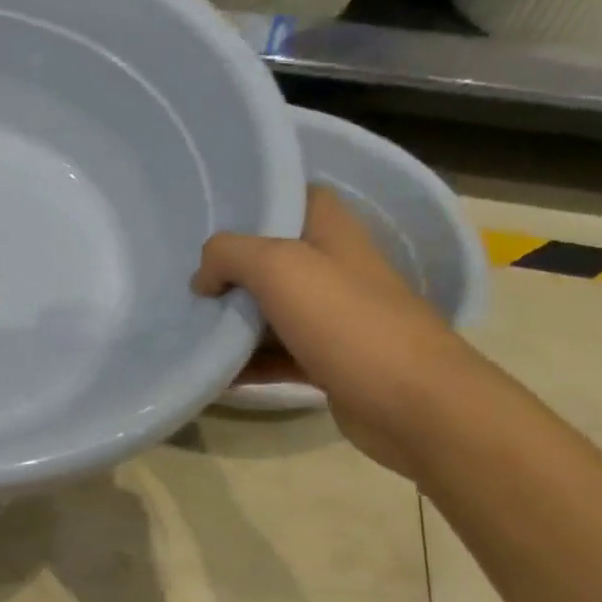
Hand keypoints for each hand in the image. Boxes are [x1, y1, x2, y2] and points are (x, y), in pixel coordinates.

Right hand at [193, 186, 480, 476]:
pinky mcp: (329, 362)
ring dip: (234, 320)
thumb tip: (203, 278)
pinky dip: (247, 364)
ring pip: (272, 310)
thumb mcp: (279, 267)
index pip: (297, 197)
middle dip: (231, 268)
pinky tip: (214, 374)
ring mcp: (335, 319)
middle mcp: (337, 270)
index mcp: (334, 234)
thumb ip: (229, 255)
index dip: (257, 202)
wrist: (413, 404)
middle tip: (187, 278)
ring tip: (189, 326)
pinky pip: (276, 356)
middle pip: (274, 258)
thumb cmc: (348, 322)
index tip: (211, 221)